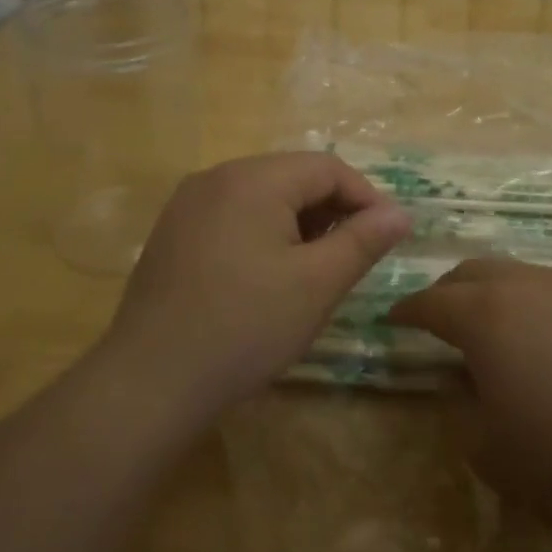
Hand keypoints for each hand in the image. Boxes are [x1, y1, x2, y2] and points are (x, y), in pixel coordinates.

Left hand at [100, 153, 412, 421]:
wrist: (150, 383)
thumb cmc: (245, 327)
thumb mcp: (317, 284)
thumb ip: (363, 241)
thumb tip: (400, 212)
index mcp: (253, 179)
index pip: (327, 168)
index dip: (365, 198)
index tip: (386, 238)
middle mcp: (216, 177)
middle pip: (292, 177)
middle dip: (331, 211)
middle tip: (351, 258)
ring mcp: (187, 204)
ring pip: (262, 197)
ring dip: (298, 224)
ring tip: (314, 270)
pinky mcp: (172, 233)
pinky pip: (233, 216)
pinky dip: (263, 234)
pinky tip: (268, 277)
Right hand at [388, 258, 551, 551]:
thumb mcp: (490, 451)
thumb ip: (462, 408)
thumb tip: (465, 383)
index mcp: (486, 315)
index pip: (430, 302)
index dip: (406, 312)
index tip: (392, 321)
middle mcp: (529, 287)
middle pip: (473, 272)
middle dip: (447, 292)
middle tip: (438, 321)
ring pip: (519, 276)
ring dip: (494, 294)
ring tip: (493, 330)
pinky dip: (536, 308)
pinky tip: (551, 346)